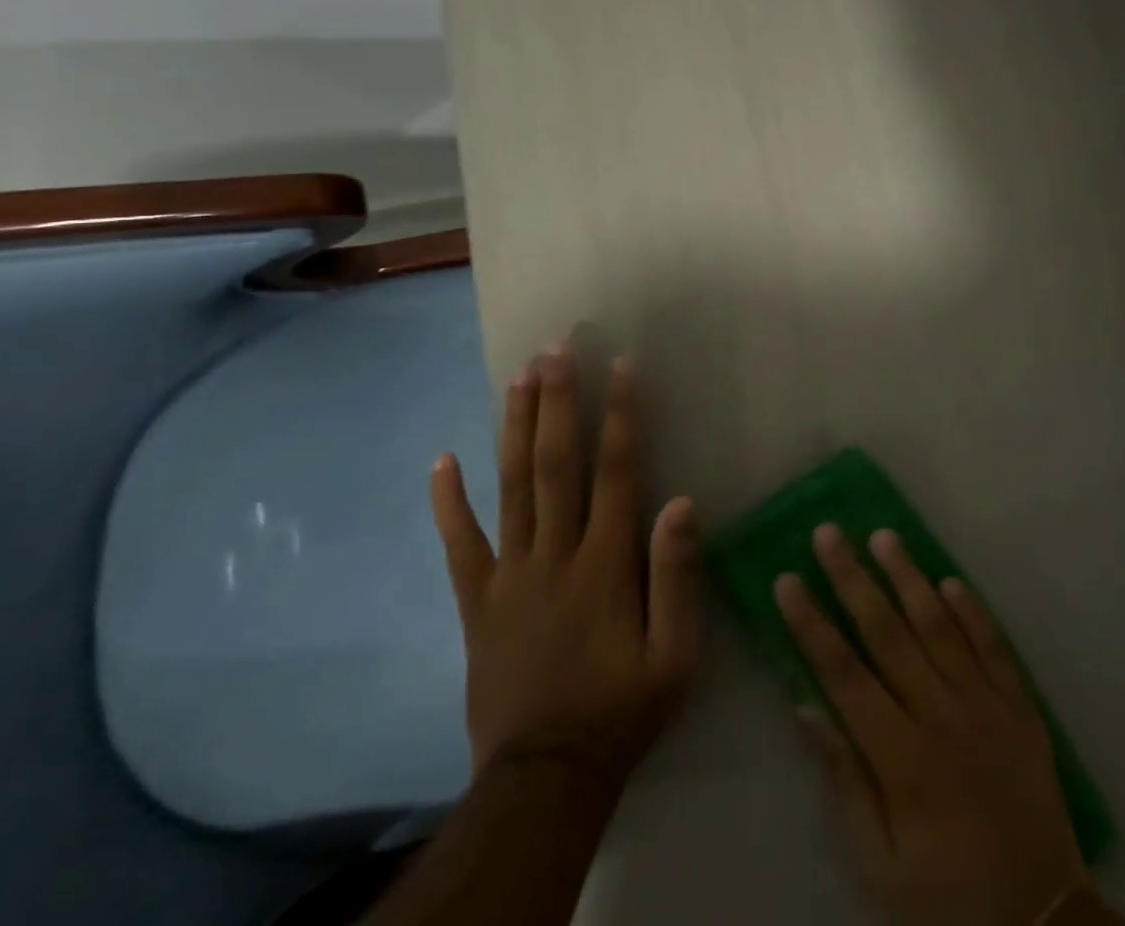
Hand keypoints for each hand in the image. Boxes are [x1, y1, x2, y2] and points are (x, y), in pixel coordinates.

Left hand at [430, 346, 703, 788]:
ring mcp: (509, 575)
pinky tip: (442, 461)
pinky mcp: (478, 602)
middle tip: (556, 348)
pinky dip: (448, 501)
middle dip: (557, 402)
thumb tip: (682, 500)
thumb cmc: (623, 707)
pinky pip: (460, 545)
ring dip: (514, 427)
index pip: (616, 472)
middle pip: (554, 464)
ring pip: (510, 487)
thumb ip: (677, 575)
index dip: (620, 415)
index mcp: (605, 563)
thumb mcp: (676, 653)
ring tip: (517, 376)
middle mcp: (554, 554)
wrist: (546, 777)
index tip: (620, 365)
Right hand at [777, 526, 1092, 925]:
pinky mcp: (1021, 705)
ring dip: (909, 577)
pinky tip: (950, 580)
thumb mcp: (880, 863)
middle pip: (888, 634)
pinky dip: (973, 611)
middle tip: (828, 534)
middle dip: (853, 580)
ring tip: (884, 536)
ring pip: (940, 626)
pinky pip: (994, 646)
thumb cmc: (946, 894)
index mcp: (902, 758)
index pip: (844, 674)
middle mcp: (942, 716)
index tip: (787, 580)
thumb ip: (844, 780)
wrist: (1042, 920)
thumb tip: (807, 708)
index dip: (812, 625)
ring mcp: (986, 705)